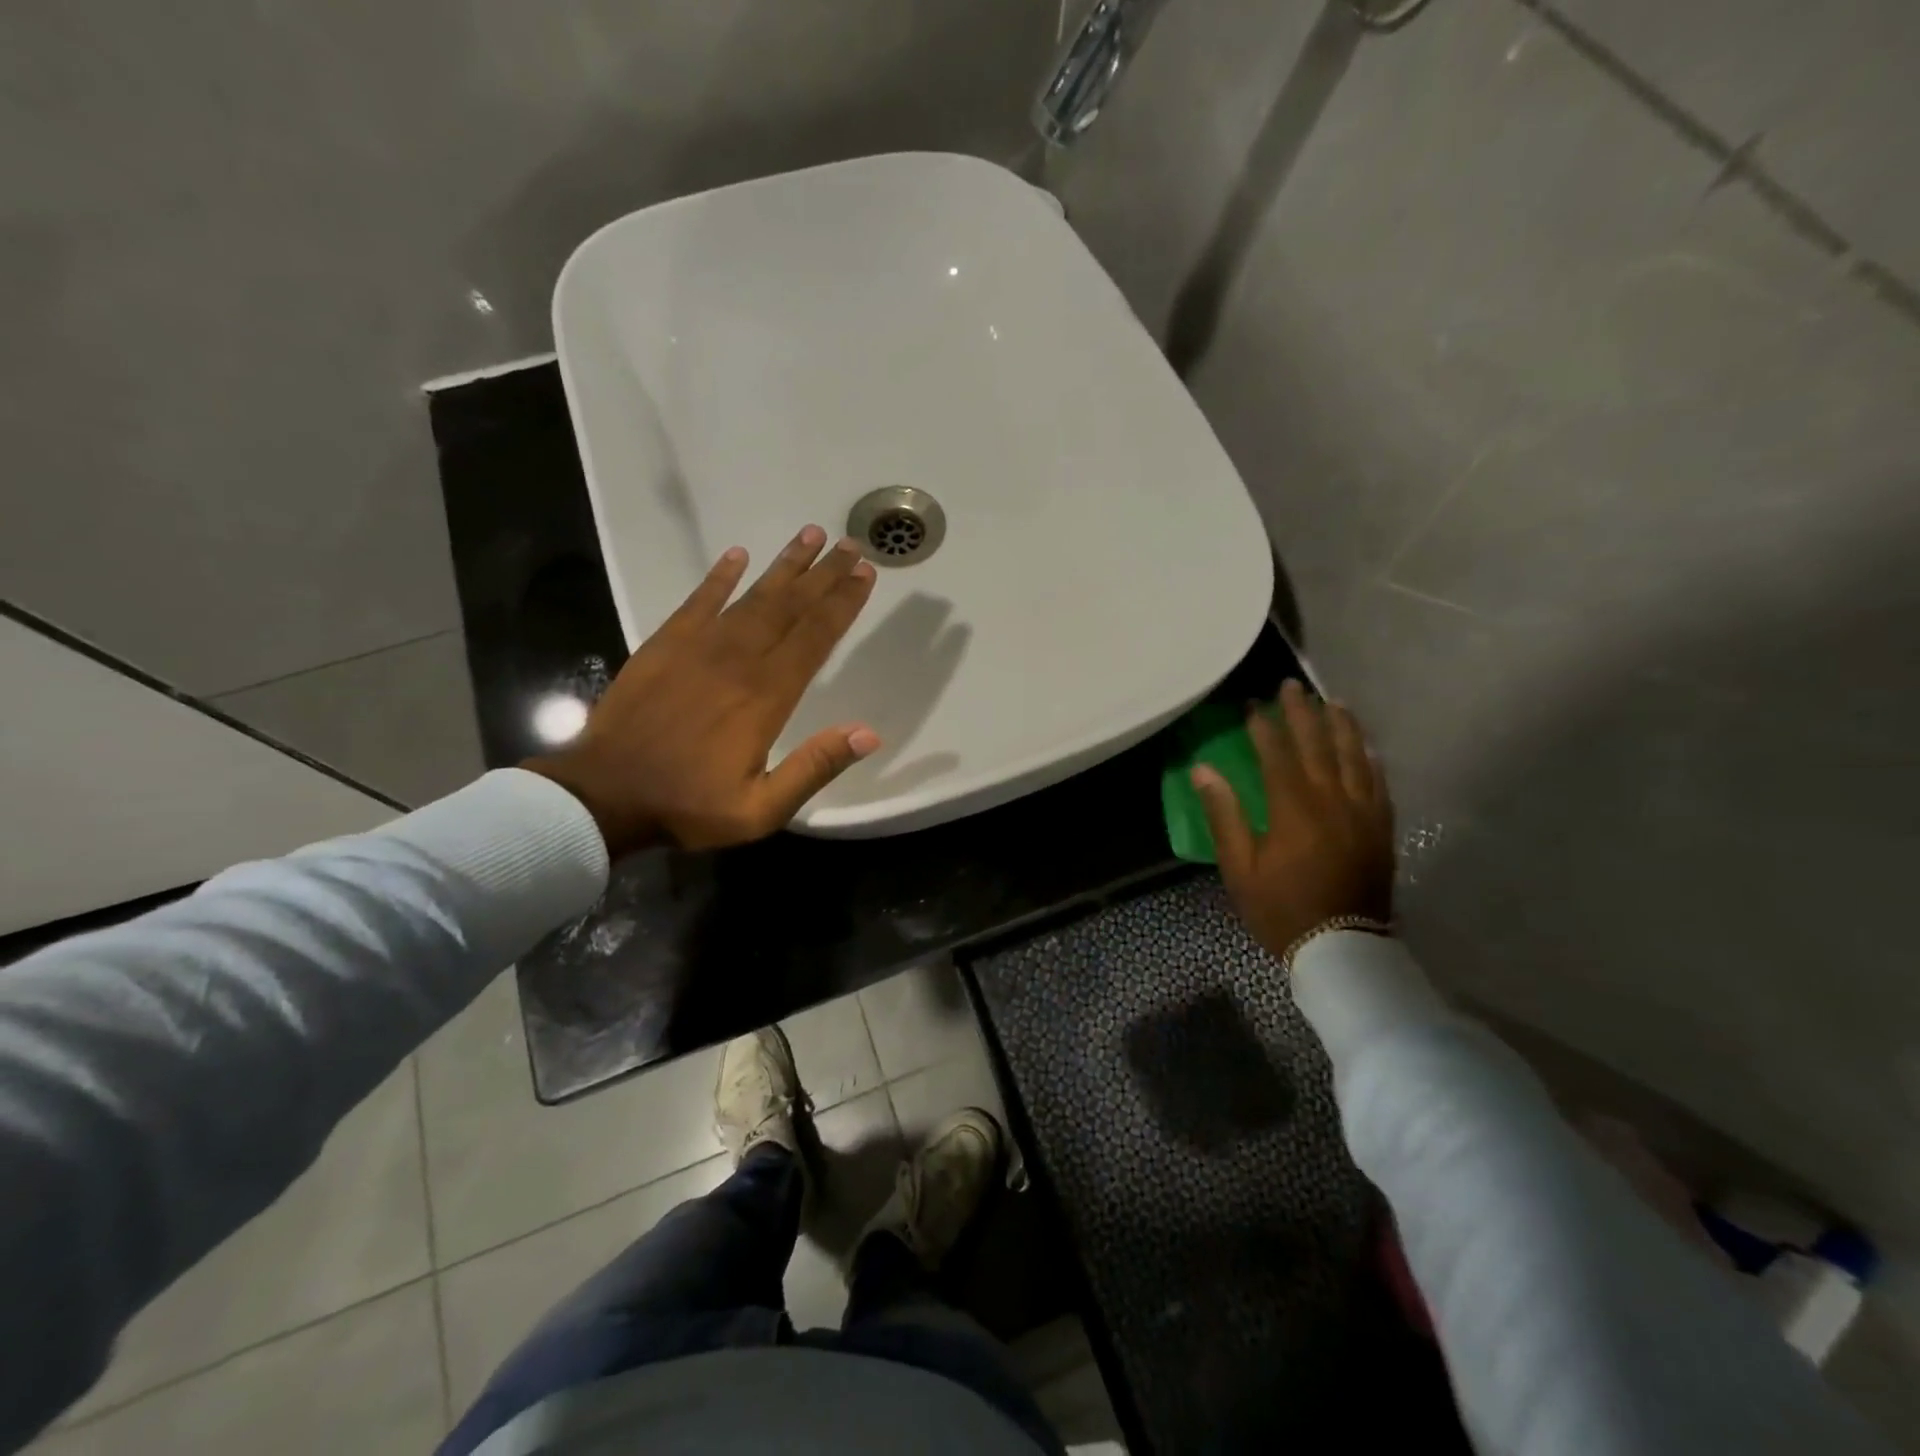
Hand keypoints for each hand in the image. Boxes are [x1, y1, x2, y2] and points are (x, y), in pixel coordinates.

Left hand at [524, 525, 880, 855]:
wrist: (603, 796)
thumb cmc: (688, 805)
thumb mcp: (762, 808)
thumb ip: (815, 767)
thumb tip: (868, 732)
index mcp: (767, 696)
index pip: (815, 637)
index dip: (842, 603)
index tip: (865, 575)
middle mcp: (738, 660)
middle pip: (789, 607)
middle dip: (824, 574)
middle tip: (850, 545)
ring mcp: (698, 647)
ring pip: (751, 596)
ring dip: (784, 566)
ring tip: (810, 534)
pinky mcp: (664, 646)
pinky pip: (698, 601)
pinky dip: (719, 577)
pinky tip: (738, 556)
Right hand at [1192, 680, 1395, 960]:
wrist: (1342, 948)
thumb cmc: (1280, 908)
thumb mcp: (1239, 867)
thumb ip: (1224, 815)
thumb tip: (1203, 770)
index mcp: (1293, 808)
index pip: (1276, 754)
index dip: (1262, 726)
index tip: (1251, 705)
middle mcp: (1332, 800)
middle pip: (1317, 745)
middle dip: (1302, 713)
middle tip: (1291, 687)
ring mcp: (1363, 812)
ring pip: (1354, 757)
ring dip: (1341, 726)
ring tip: (1332, 702)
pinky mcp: (1381, 828)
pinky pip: (1378, 782)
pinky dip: (1369, 758)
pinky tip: (1365, 746)